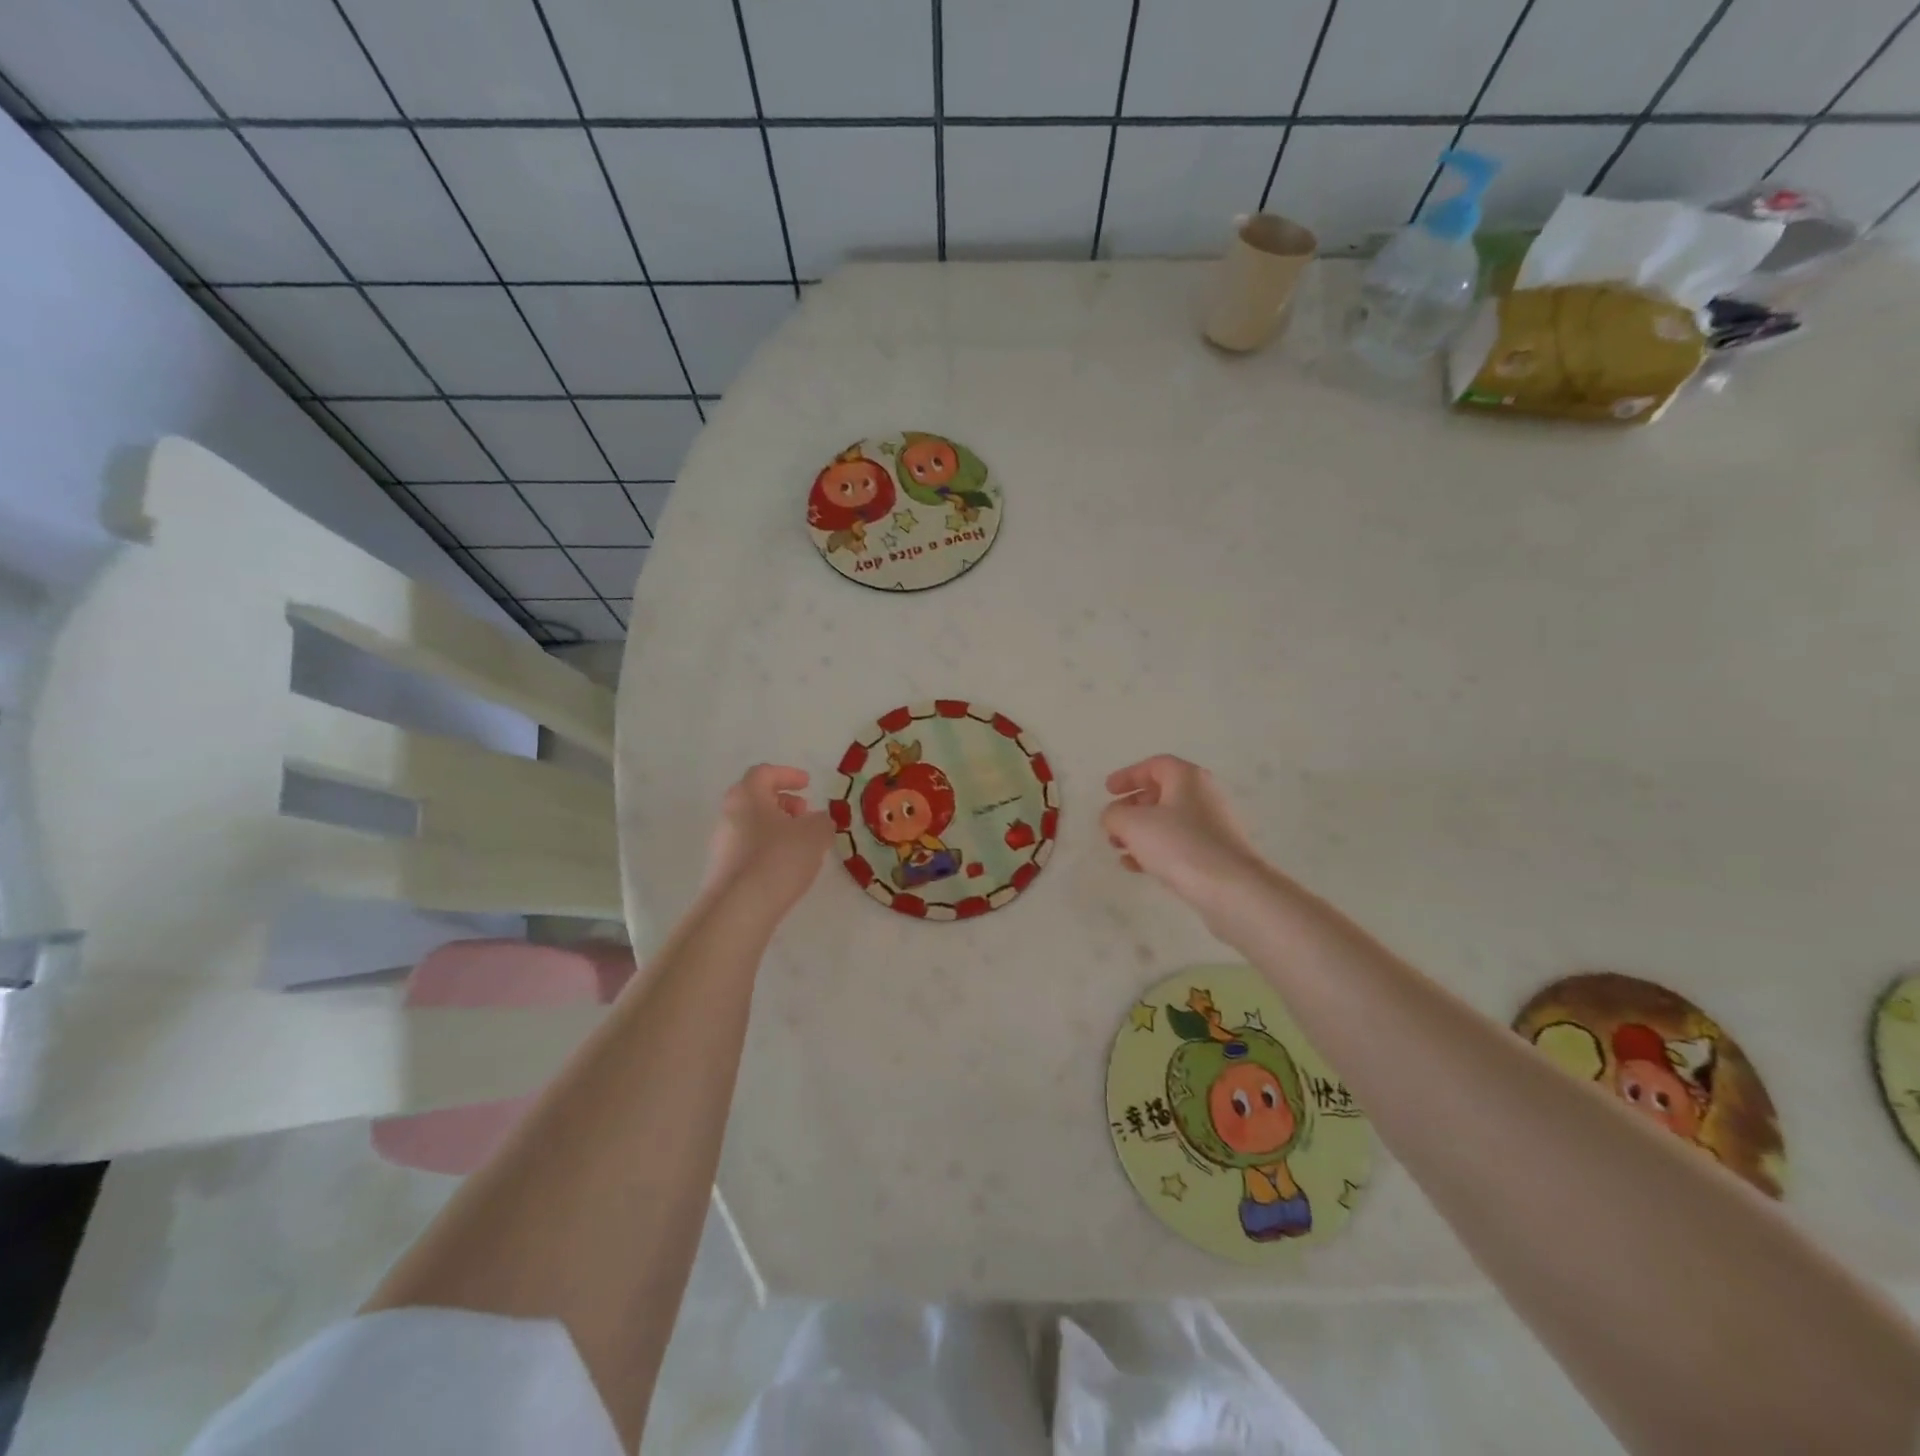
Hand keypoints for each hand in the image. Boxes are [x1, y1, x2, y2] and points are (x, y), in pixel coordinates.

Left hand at [700, 764, 833, 916]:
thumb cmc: (778, 859)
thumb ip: (822, 821)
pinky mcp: (723, 869)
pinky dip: (768, 848)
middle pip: (755, 798)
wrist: (738, 909)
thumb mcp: (814, 834)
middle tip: (804, 812)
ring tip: (801, 843)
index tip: (808, 783)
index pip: (764, 773)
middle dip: (783, 802)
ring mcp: (722, 844)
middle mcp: (729, 814)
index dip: (788, 775)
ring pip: (752, 824)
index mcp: (747, 795)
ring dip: (776, 827)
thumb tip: (819, 820)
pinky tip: (786, 866)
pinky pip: (748, 848)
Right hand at [1101, 756, 1269, 910]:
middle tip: (1113, 822)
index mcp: (1187, 778)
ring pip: (1168, 822)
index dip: (1128, 775)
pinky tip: (1135, 867)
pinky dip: (1155, 850)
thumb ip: (1114, 815)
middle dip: (1132, 807)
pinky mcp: (1215, 854)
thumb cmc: (1179, 845)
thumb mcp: (1134, 824)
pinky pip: (1178, 844)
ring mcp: (1212, 826)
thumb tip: (1113, 816)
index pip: (1154, 766)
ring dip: (1140, 832)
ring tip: (1118, 848)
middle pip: (1161, 793)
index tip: (1108, 790)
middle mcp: (1203, 796)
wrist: (1232, 889)